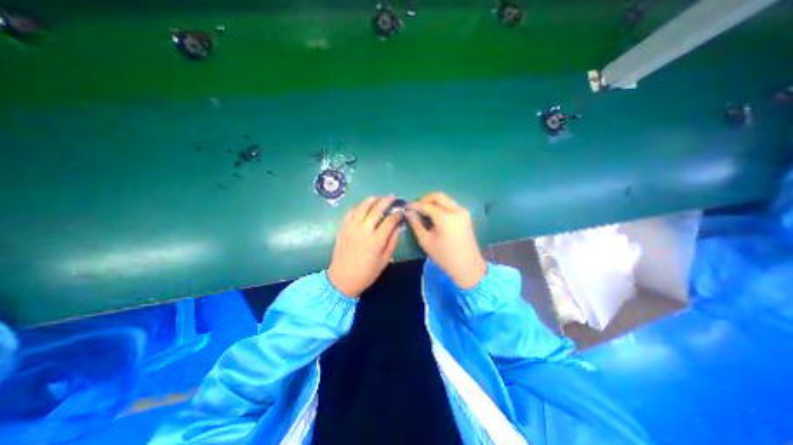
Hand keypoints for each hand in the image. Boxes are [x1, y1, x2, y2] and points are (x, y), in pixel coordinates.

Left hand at [329, 195, 403, 296]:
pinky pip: (350, 213)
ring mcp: (351, 228)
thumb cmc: (366, 273)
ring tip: (378, 197)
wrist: (342, 280)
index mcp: (376, 240)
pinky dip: (357, 207)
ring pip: (362, 207)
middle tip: (392, 197)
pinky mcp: (342, 229)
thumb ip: (392, 242)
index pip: (389, 221)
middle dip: (386, 201)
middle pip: (376, 209)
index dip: (397, 214)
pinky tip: (362, 207)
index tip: (401, 212)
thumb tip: (398, 227)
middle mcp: (364, 231)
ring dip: (371, 200)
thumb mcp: (384, 261)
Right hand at [412, 191, 486, 287]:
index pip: (427, 205)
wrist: (467, 266)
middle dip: (425, 199)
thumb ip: (416, 224)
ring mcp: (463, 212)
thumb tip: (409, 213)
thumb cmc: (444, 256)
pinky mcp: (466, 215)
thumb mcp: (426, 241)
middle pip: (438, 196)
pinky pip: (451, 205)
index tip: (406, 207)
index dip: (415, 205)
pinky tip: (433, 214)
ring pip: (446, 199)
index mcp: (446, 217)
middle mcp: (456, 210)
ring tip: (423, 210)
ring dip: (433, 202)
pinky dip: (441, 206)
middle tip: (415, 207)